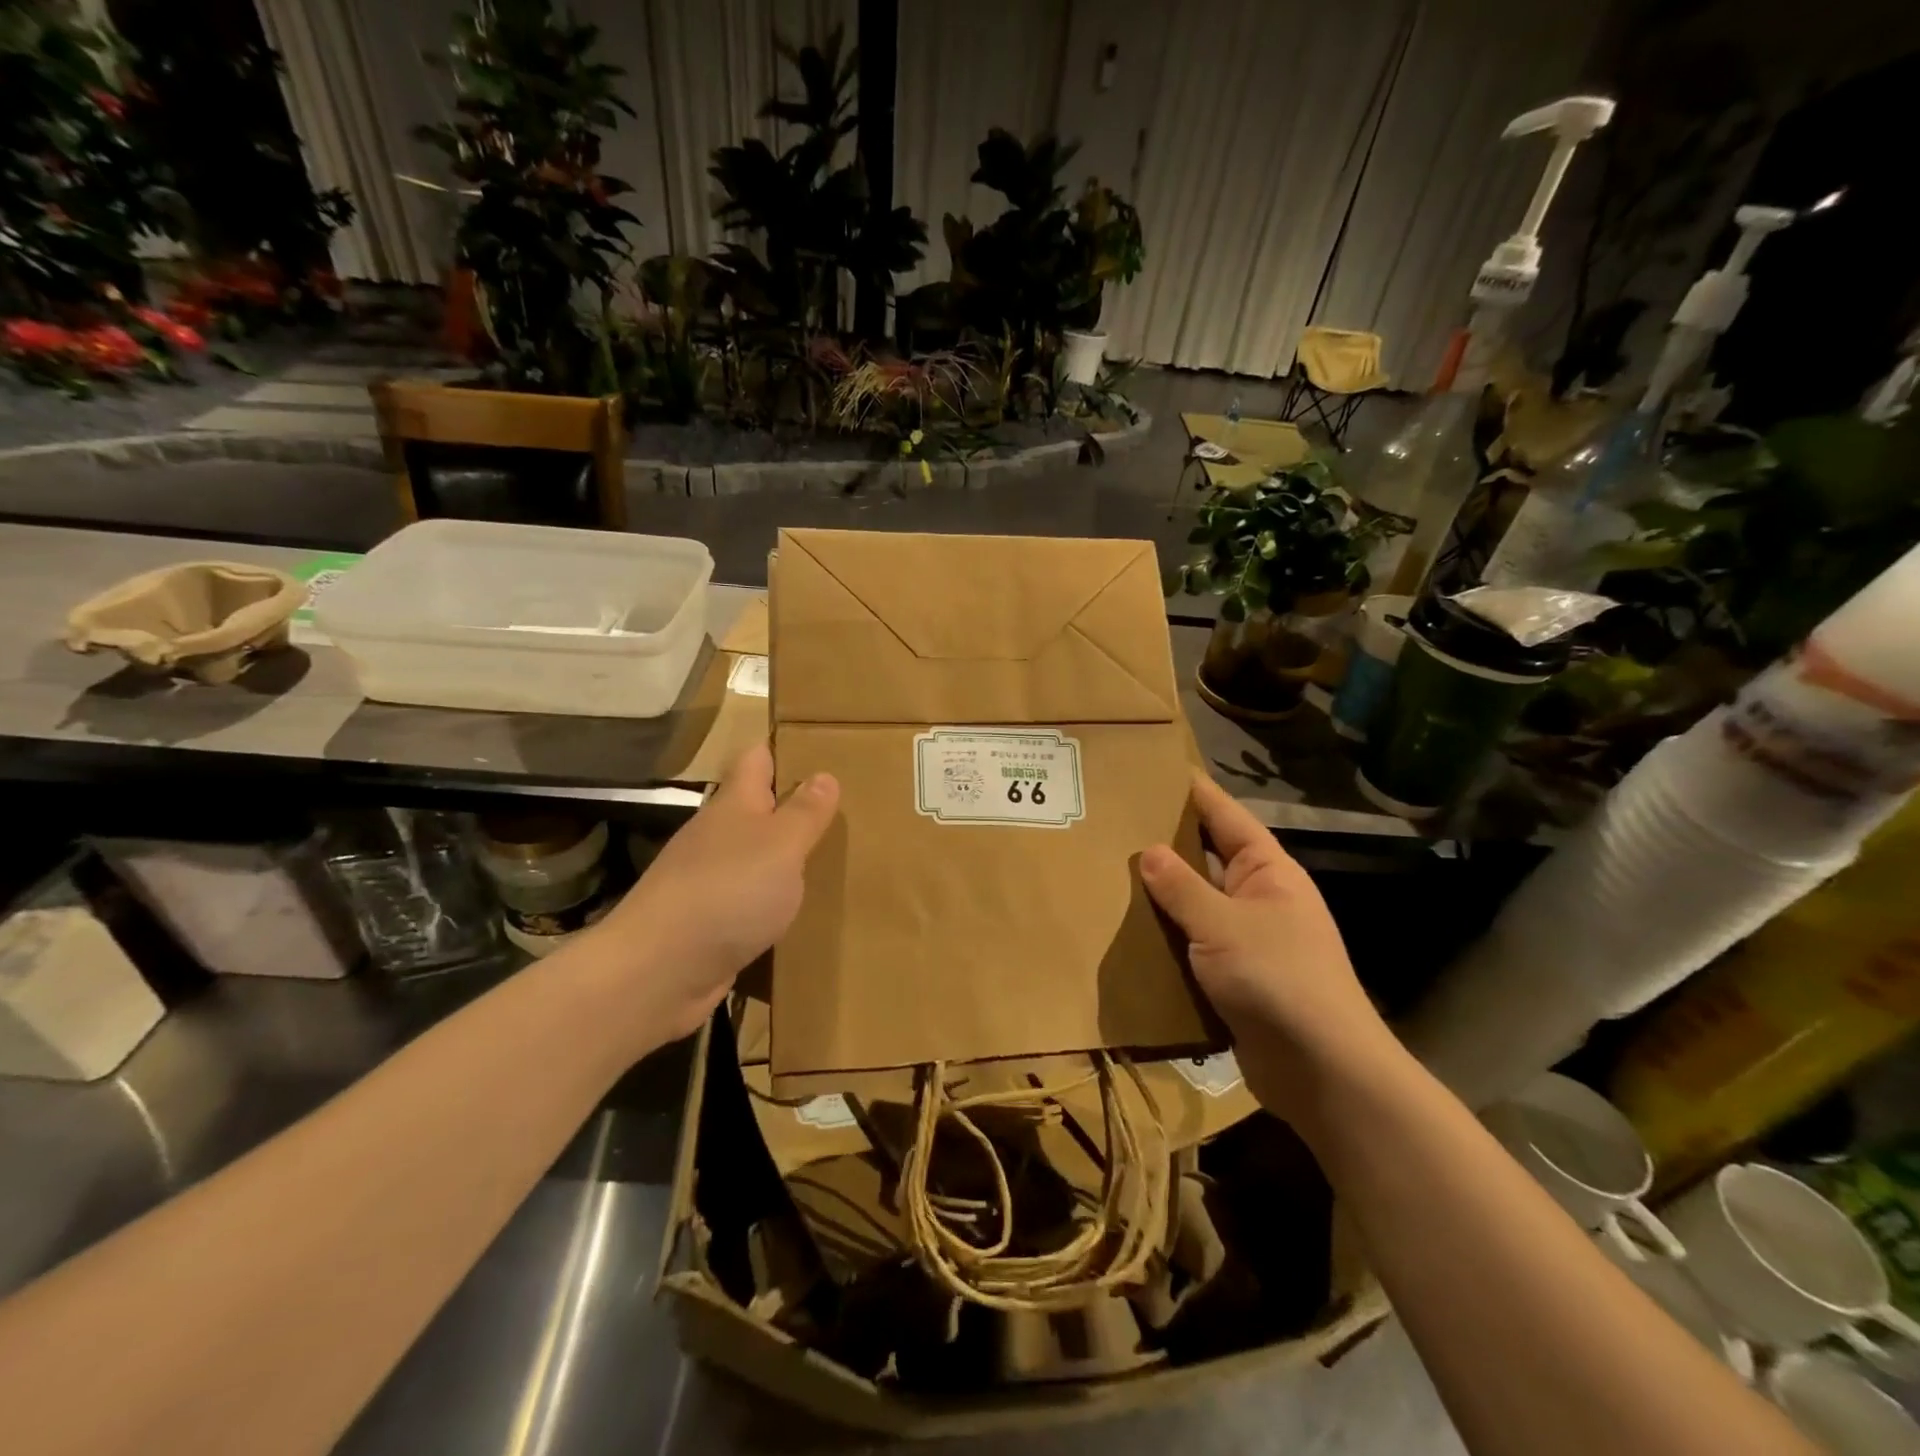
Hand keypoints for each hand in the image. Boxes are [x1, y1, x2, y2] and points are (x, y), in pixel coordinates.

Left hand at [584, 743, 838, 1043]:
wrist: (658, 972)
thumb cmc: (727, 892)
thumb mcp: (781, 845)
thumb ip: (804, 812)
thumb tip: (824, 775)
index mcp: (734, 806)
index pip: (756, 759)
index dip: (783, 749)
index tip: (820, 749)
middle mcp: (717, 837)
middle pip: (756, 809)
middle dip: (793, 806)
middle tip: (843, 810)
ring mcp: (708, 881)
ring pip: (753, 857)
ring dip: (784, 858)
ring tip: (832, 862)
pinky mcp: (707, 924)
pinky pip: (748, 901)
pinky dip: (771, 902)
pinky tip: (798, 914)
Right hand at [1140, 772, 1391, 1116]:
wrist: (1321, 1071)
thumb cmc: (1278, 979)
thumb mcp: (1223, 925)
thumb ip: (1182, 888)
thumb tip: (1149, 851)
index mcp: (1268, 872)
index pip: (1227, 817)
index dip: (1195, 792)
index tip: (1157, 770)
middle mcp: (1259, 898)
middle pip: (1208, 859)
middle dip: (1166, 843)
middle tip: (1114, 822)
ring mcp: (1247, 939)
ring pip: (1196, 904)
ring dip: (1161, 895)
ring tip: (1108, 871)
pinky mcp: (1232, 977)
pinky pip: (1192, 943)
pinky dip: (1165, 936)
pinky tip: (1126, 929)